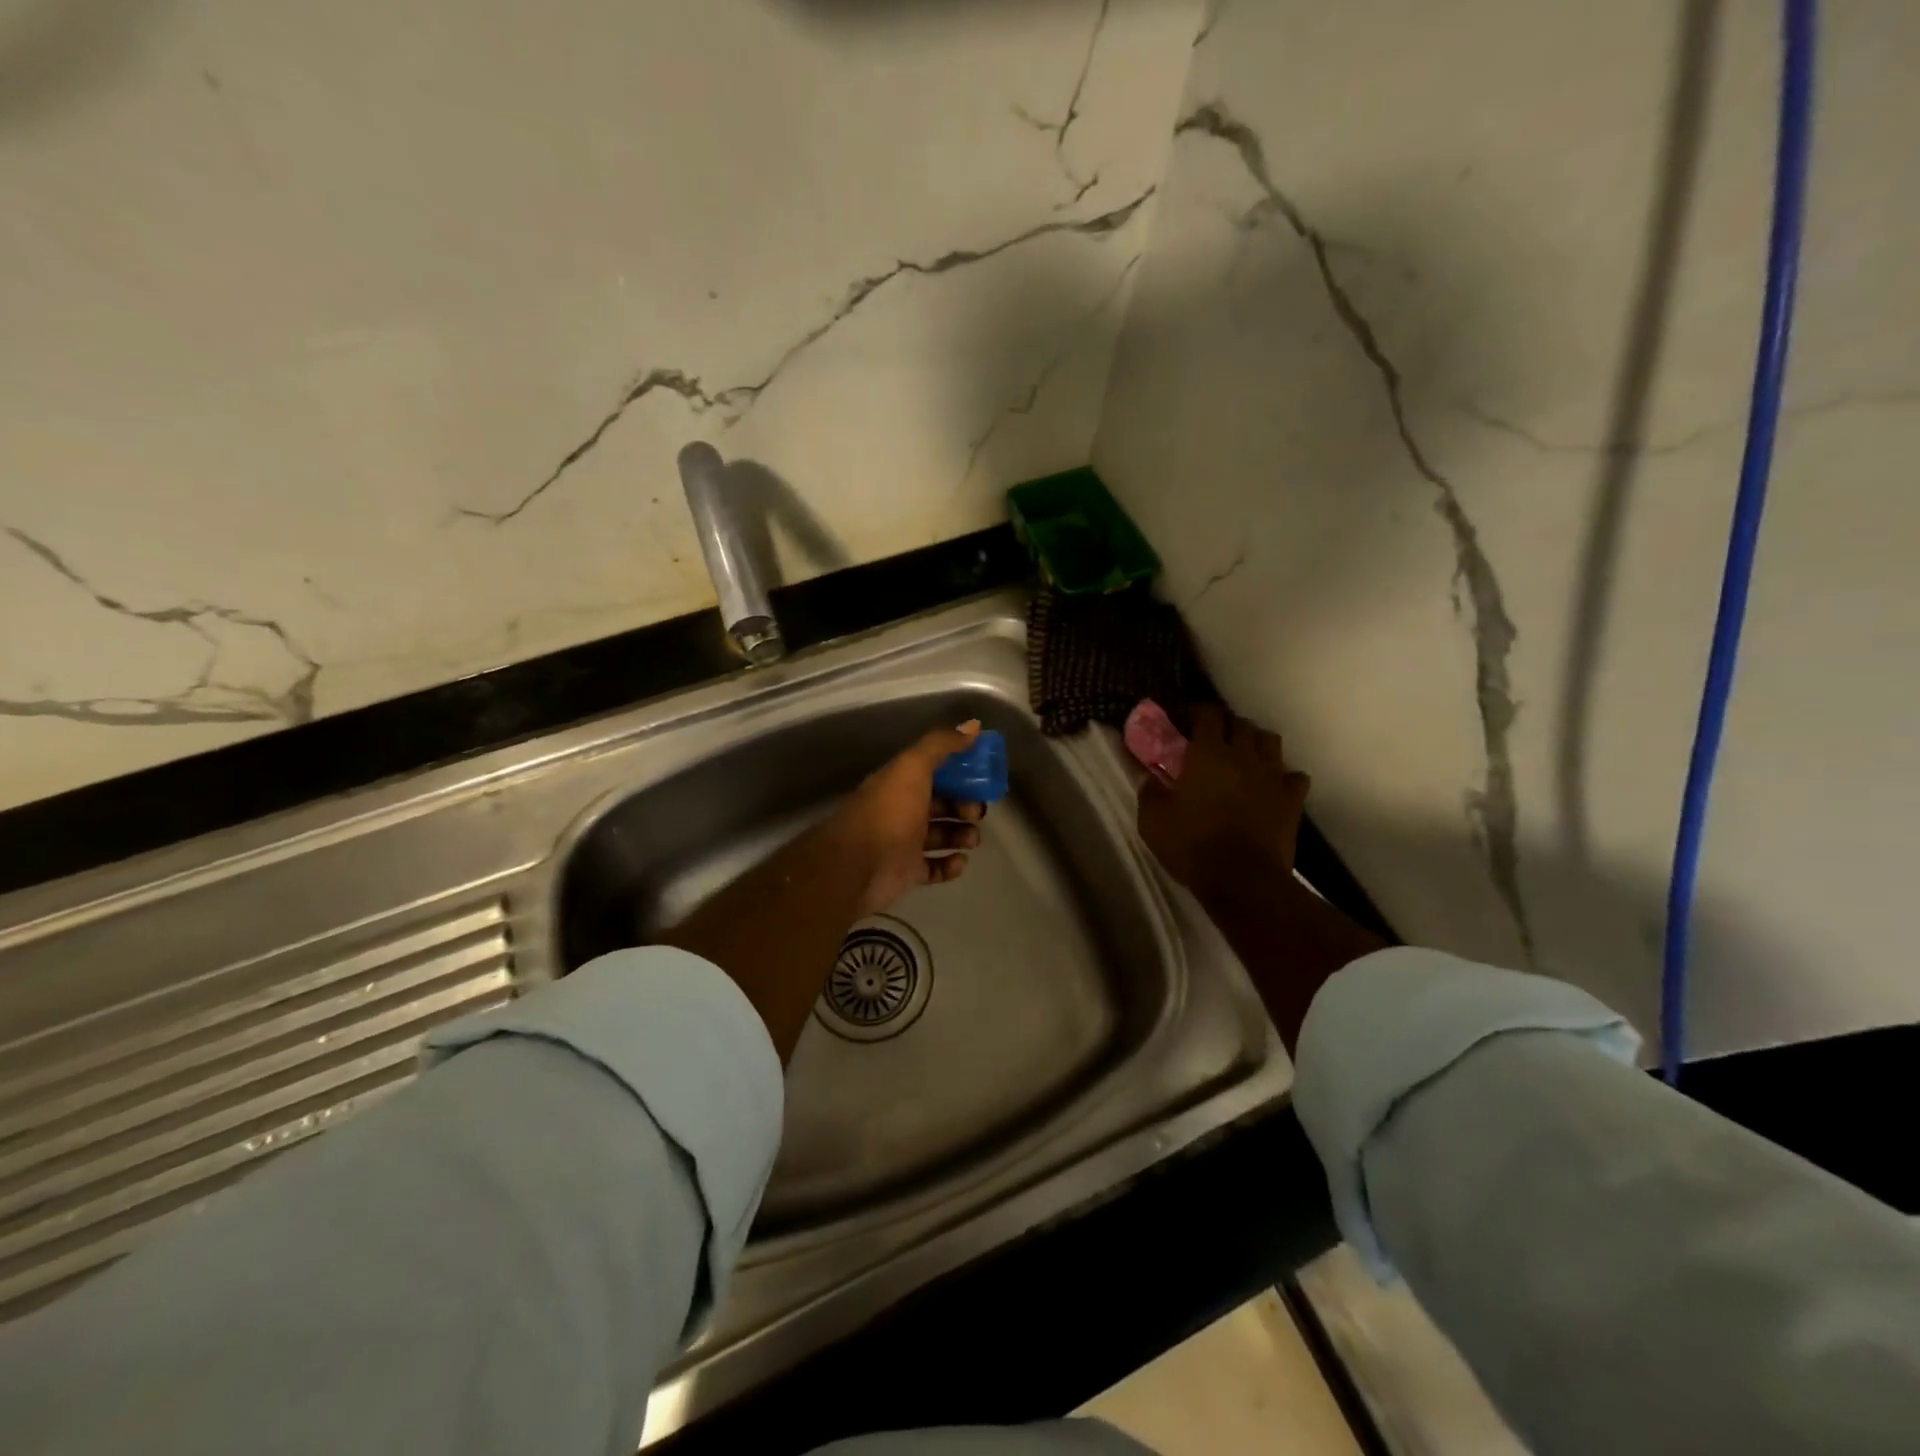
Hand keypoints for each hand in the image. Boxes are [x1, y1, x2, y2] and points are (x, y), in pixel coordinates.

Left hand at [829, 719, 987, 916]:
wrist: (857, 866)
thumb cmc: (888, 813)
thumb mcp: (913, 768)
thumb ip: (941, 745)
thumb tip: (973, 725)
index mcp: (901, 782)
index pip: (935, 772)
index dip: (960, 773)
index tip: (982, 777)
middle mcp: (902, 809)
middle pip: (941, 804)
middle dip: (965, 806)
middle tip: (978, 813)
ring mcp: (904, 842)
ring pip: (941, 835)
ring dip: (962, 835)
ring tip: (972, 839)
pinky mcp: (907, 872)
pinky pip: (934, 867)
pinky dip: (950, 865)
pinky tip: (960, 861)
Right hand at [1137, 705, 1308, 893]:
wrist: (1242, 880)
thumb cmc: (1192, 845)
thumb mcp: (1152, 821)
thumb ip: (1149, 792)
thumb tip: (1148, 777)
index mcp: (1208, 754)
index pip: (1208, 714)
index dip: (1198, 711)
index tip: (1187, 719)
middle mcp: (1243, 756)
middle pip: (1241, 723)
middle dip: (1227, 725)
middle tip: (1213, 739)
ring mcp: (1272, 776)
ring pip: (1270, 741)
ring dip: (1256, 742)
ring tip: (1244, 756)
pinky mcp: (1292, 799)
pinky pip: (1293, 776)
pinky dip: (1283, 776)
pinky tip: (1272, 786)